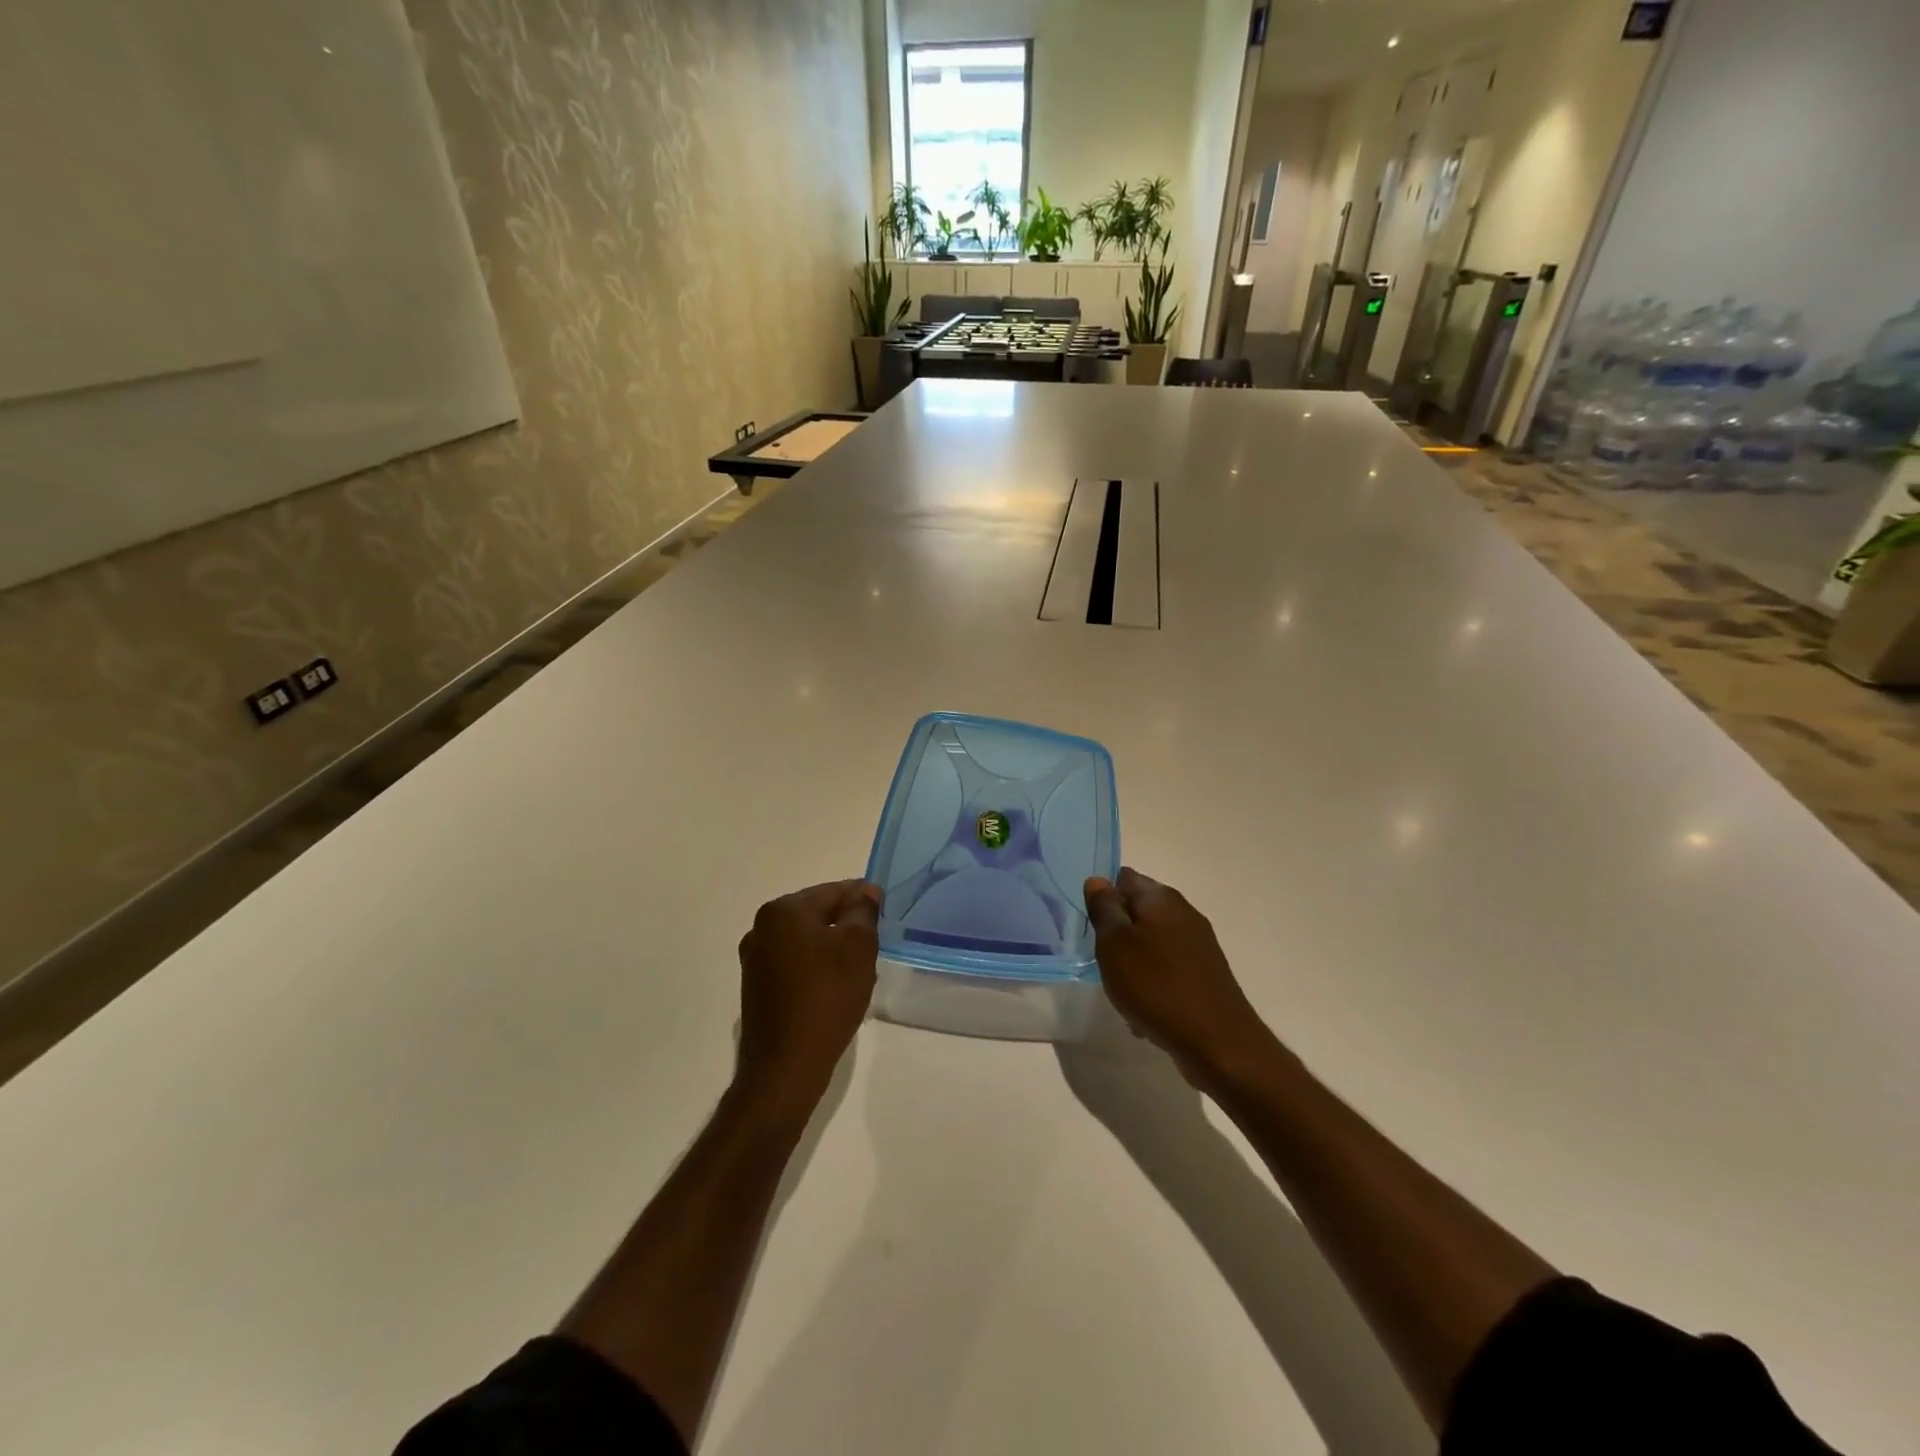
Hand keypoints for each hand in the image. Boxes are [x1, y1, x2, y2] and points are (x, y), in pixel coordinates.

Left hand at [735, 881, 880, 1115]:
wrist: (786, 1066)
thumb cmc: (827, 997)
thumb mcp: (858, 947)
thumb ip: (863, 910)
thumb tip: (866, 890)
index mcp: (783, 910)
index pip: (833, 891)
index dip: (863, 900)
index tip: (884, 916)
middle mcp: (762, 927)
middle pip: (817, 913)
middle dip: (846, 926)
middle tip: (873, 947)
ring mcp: (755, 959)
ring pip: (806, 940)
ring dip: (831, 948)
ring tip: (857, 972)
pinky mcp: (756, 986)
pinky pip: (794, 963)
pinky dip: (815, 968)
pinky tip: (834, 990)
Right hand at [1084, 868, 1274, 1092]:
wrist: (1217, 1042)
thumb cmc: (1156, 986)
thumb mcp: (1115, 944)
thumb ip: (1104, 909)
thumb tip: (1098, 880)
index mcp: (1160, 897)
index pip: (1123, 878)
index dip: (1102, 895)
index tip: (1088, 921)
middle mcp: (1183, 912)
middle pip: (1138, 910)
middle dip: (1117, 932)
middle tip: (1100, 957)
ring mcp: (1198, 943)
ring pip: (1151, 942)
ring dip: (1133, 960)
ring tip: (1121, 989)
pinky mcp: (1205, 972)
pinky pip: (1168, 968)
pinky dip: (1152, 982)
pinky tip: (1144, 1010)